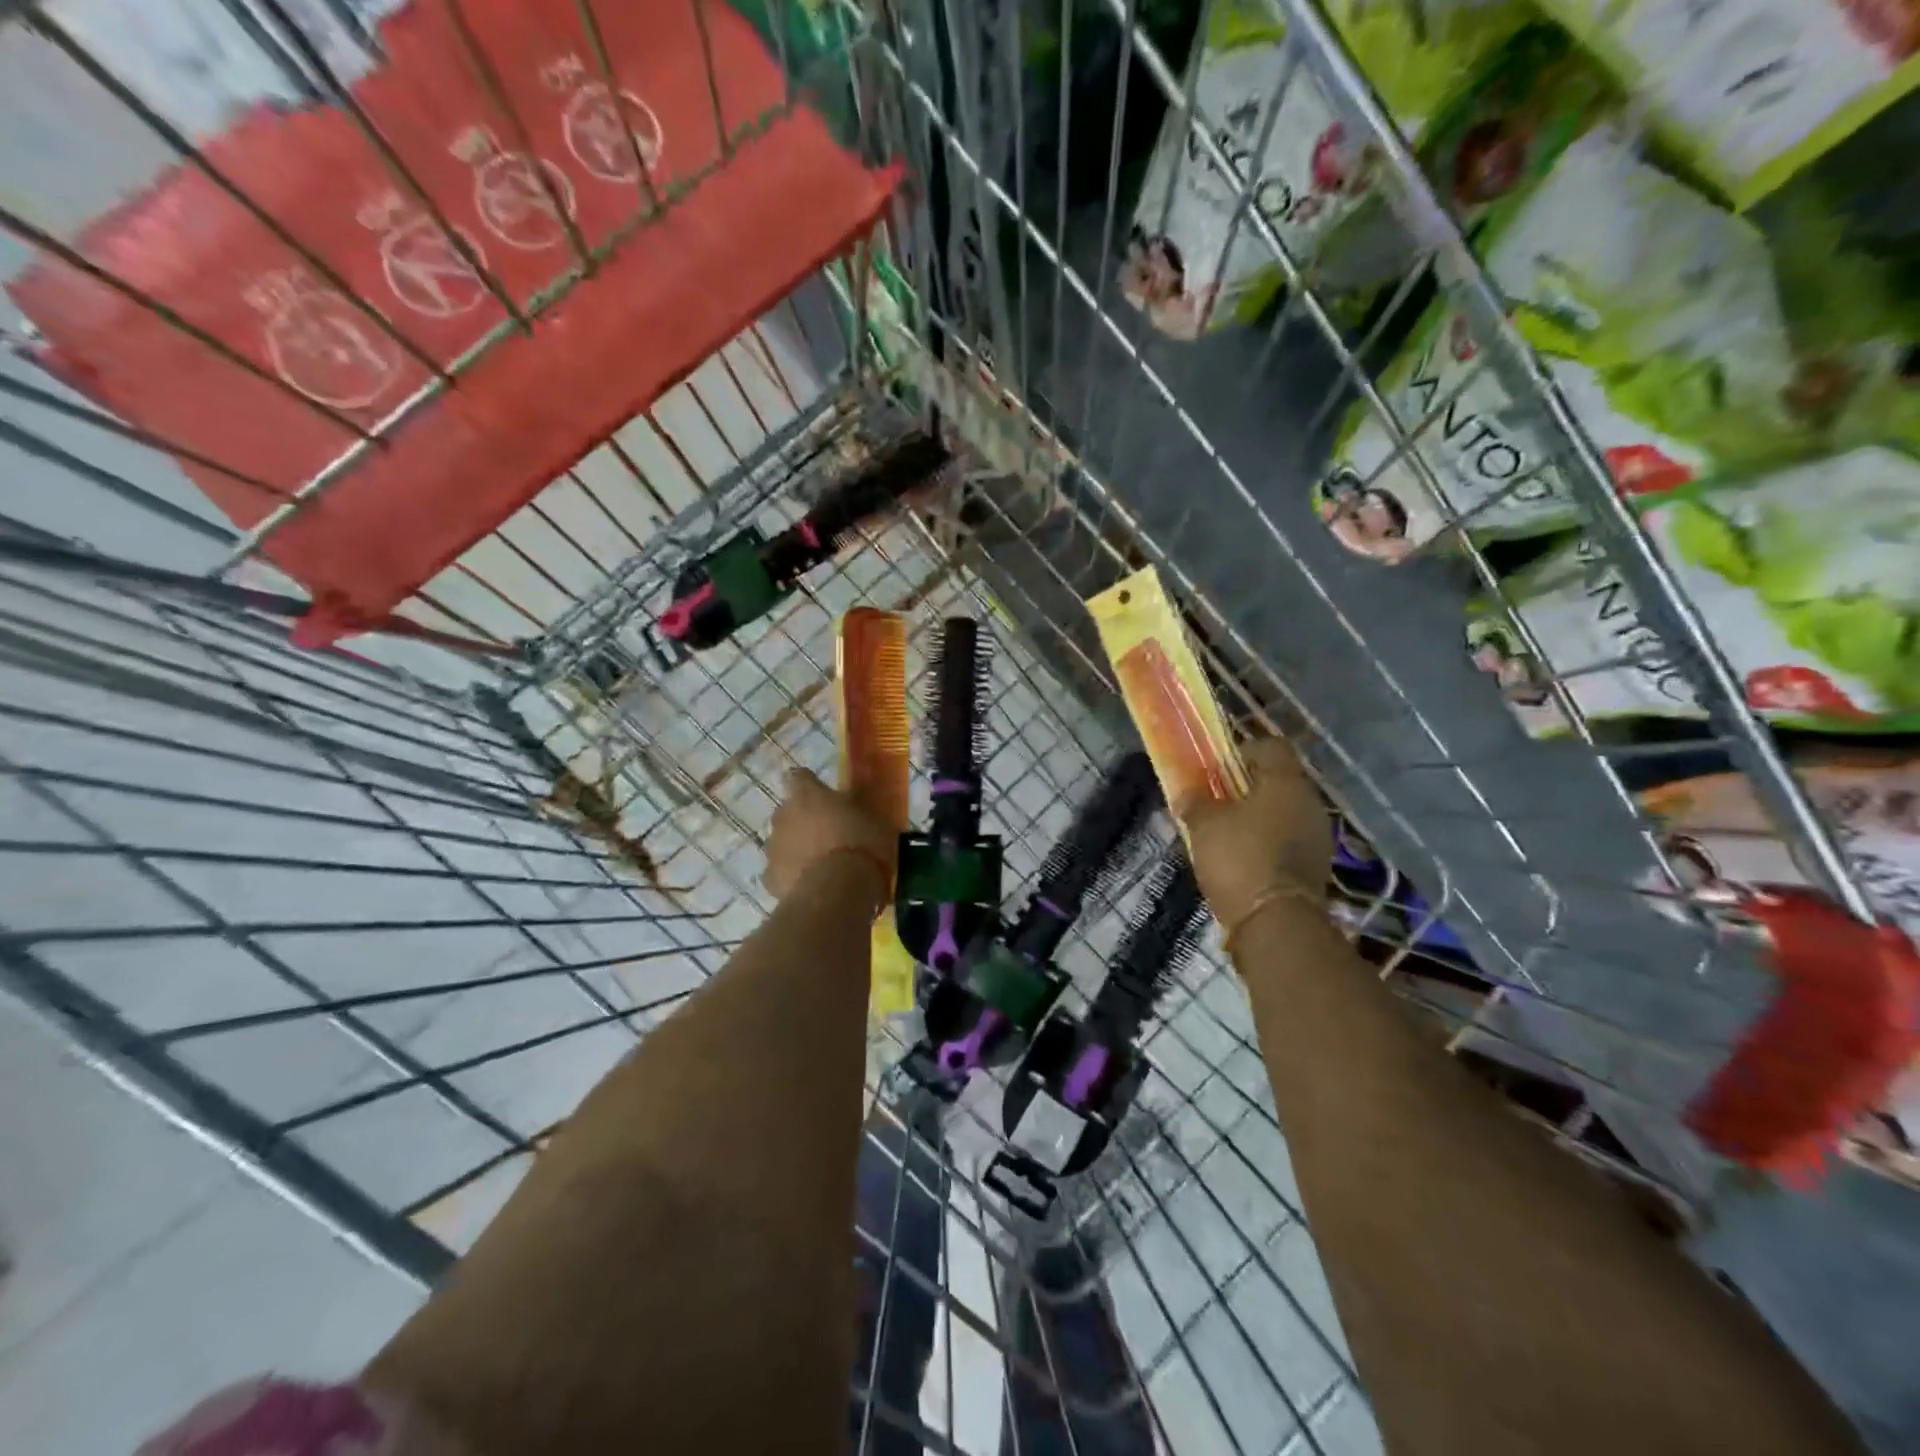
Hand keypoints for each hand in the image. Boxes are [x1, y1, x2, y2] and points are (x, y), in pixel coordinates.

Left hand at [763, 767, 895, 903]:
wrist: (838, 890)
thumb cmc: (862, 845)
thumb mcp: (875, 820)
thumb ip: (860, 809)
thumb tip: (860, 802)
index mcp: (808, 794)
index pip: (799, 776)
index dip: (810, 785)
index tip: (824, 795)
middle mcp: (783, 815)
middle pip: (789, 811)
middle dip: (805, 820)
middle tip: (830, 834)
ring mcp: (772, 847)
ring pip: (783, 842)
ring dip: (798, 849)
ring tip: (823, 866)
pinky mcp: (769, 877)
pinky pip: (781, 872)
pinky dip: (793, 877)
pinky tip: (813, 887)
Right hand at [1177, 735, 1330, 931]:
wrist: (1276, 922)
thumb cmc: (1239, 858)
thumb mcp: (1204, 825)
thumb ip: (1195, 801)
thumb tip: (1187, 792)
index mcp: (1286, 782)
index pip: (1271, 746)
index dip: (1243, 749)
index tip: (1218, 766)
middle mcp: (1309, 802)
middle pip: (1278, 780)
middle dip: (1247, 786)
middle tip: (1217, 798)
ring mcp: (1317, 835)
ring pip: (1284, 811)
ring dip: (1258, 815)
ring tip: (1226, 831)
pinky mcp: (1316, 865)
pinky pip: (1289, 839)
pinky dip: (1268, 841)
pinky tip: (1243, 857)